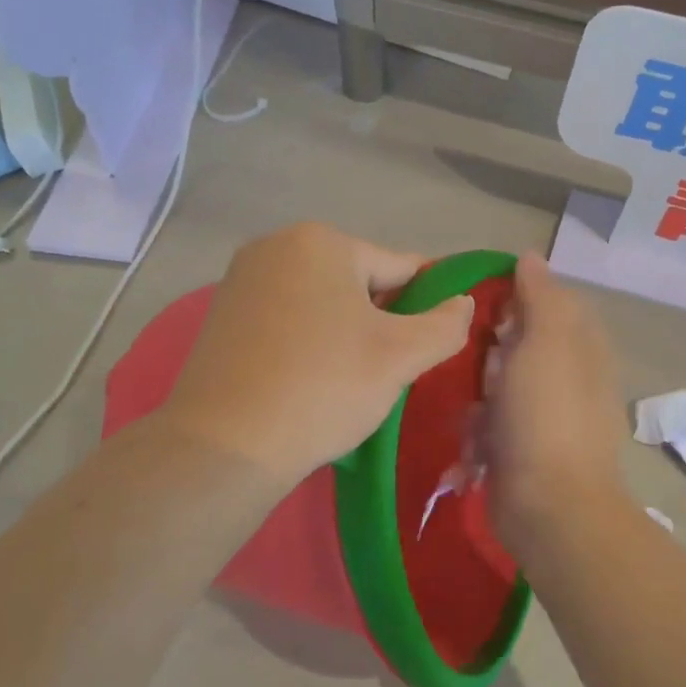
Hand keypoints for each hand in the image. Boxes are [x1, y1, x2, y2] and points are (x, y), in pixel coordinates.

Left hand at [160, 223, 474, 485]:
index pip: (399, 268)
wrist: (225, 445)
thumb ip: (445, 324)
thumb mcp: (400, 356)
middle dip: (379, 322)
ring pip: (321, 303)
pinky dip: (306, 343)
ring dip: (344, 334)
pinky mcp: (222, 315)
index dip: (424, 307)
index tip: (429, 346)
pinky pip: (286, 320)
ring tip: (347, 383)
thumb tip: (463, 302)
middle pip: (357, 283)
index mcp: (321, 241)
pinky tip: (308, 382)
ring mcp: (242, 280)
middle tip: (384, 374)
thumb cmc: (323, 386)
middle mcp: (276, 245)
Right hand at [484, 255, 633, 556]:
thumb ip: (540, 296)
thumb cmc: (547, 416)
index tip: (481, 303)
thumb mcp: (547, 342)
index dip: (516, 297)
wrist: (550, 508)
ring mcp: (544, 416)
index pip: (550, 301)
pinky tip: (474, 446)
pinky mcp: (521, 449)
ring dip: (478, 397)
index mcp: (582, 347)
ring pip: (497, 385)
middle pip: (518, 344)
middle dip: (490, 353)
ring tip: (474, 411)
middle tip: (475, 361)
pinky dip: (478, 434)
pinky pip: (490, 425)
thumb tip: (532, 256)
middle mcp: (567, 377)